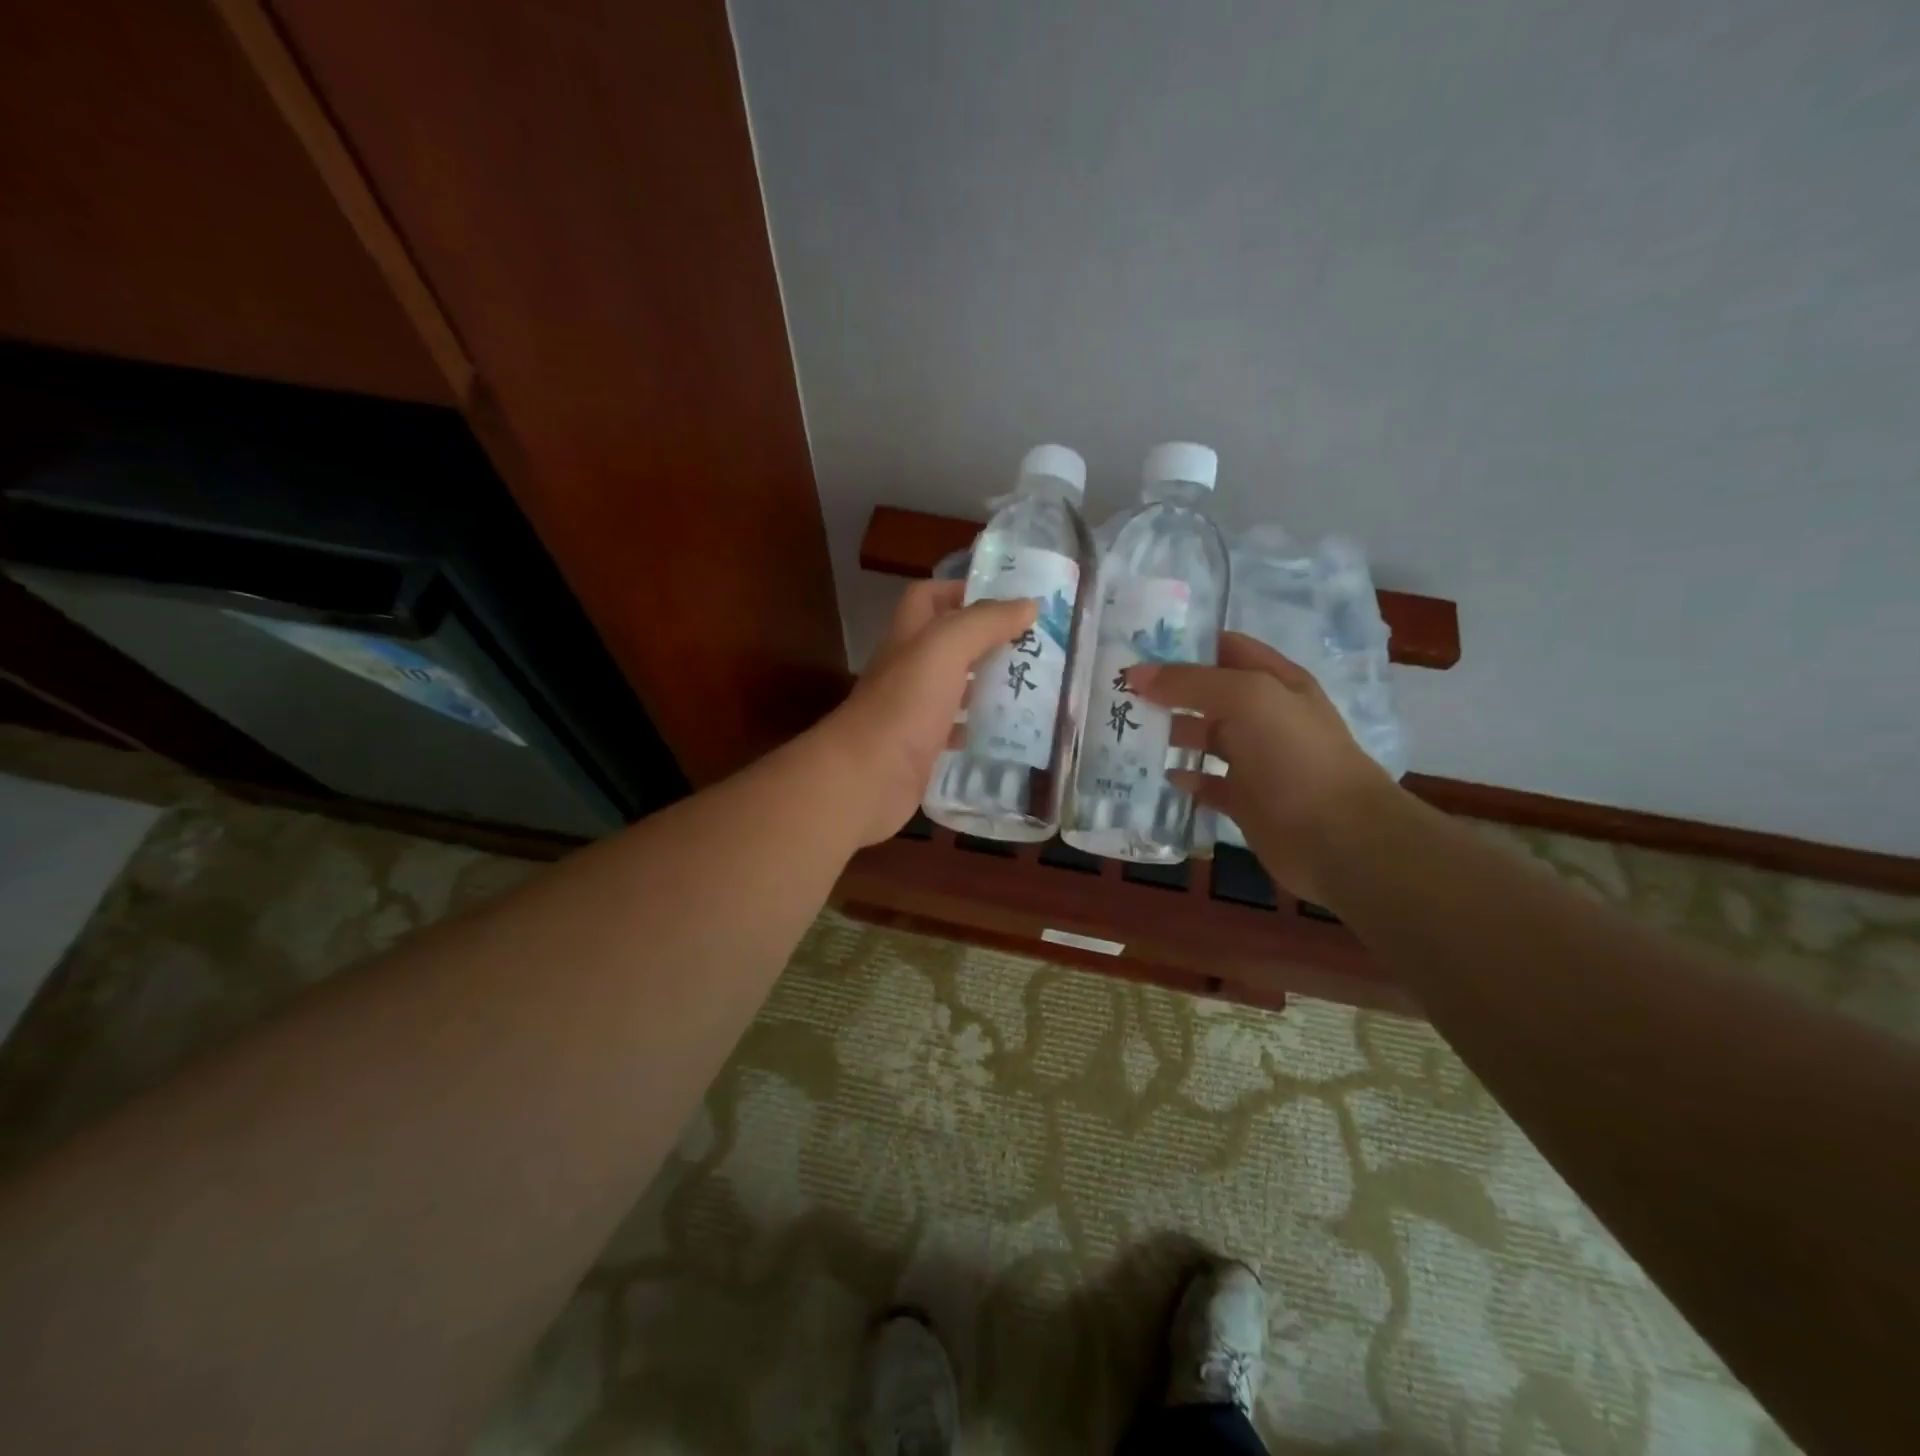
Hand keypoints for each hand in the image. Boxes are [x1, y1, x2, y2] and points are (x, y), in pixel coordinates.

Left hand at [819, 579, 1037, 845]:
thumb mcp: (945, 649)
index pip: (928, 597)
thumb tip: (1029, 604)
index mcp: (909, 637)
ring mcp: (912, 710)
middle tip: (1032, 647)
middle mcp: (908, 669)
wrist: (867, 778)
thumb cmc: (905, 705)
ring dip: (986, 685)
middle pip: (947, 644)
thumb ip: (985, 623)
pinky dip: (979, 729)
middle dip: (986, 641)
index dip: (960, 590)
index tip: (1005, 601)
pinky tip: (1007, 732)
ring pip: (953, 687)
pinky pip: (955, 730)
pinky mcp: (921, 748)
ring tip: (1030, 685)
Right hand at [1128, 632, 1396, 902]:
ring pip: (1203, 737)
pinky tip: (1158, 775)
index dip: (1185, 644)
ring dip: (1169, 734)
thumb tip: (1135, 674)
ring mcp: (1255, 760)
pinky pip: (1206, 783)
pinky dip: (1183, 778)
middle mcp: (1264, 716)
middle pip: (1208, 694)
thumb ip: (1190, 682)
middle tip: (1118, 692)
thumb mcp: (1246, 698)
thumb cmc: (1294, 756)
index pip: (1225, 649)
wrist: (1336, 837)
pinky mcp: (1245, 799)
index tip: (1136, 646)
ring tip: (1125, 732)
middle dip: (1166, 690)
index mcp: (1274, 682)